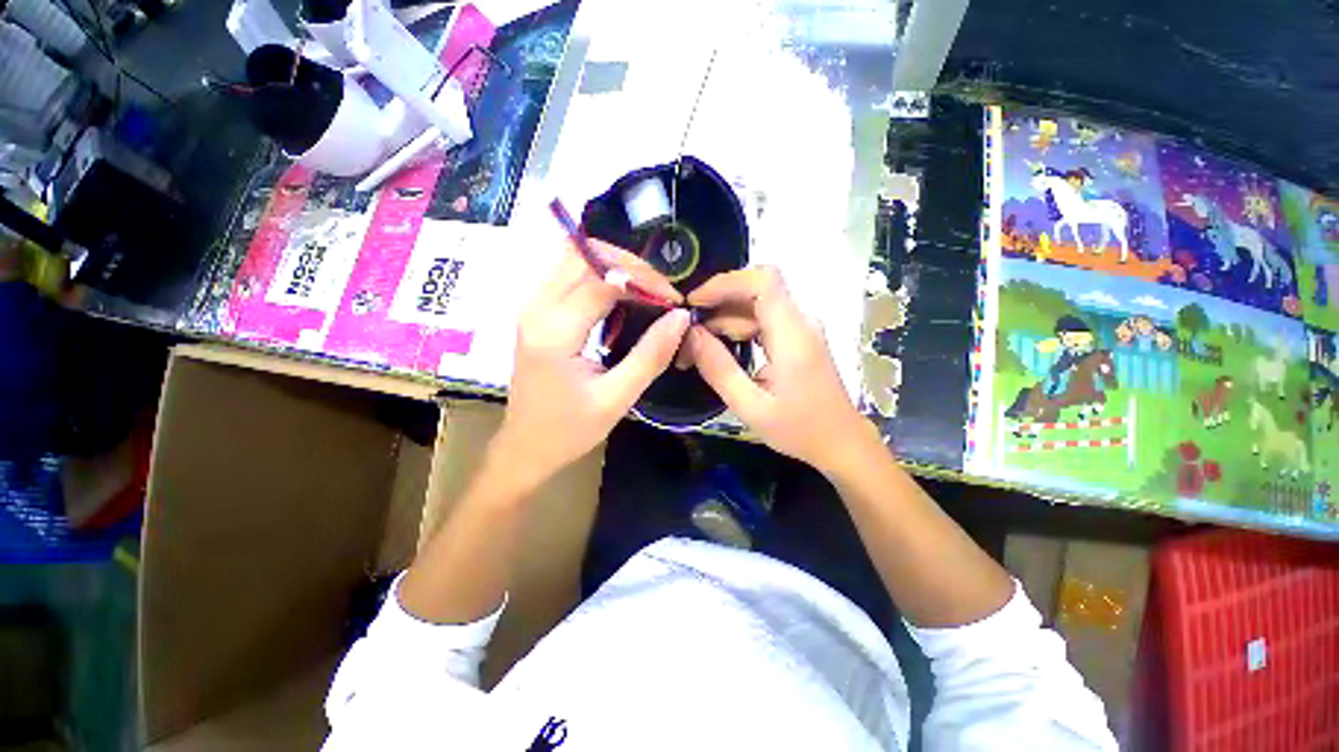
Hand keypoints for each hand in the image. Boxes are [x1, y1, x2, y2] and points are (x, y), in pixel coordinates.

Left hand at [495, 240, 690, 490]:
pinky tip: (621, 300)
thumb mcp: (616, 399)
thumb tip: (680, 317)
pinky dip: (600, 276)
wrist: (525, 446)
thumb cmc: (569, 430)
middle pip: (585, 254)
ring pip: (575, 257)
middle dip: (630, 264)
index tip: (675, 301)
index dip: (646, 282)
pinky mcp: (536, 311)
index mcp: (554, 331)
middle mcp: (537, 307)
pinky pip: (569, 273)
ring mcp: (532, 305)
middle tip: (661, 292)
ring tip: (646, 294)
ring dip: (615, 266)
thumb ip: (650, 356)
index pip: (604, 280)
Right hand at [685, 267, 876, 473]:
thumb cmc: (799, 429)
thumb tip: (691, 334)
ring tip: (694, 348)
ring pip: (755, 305)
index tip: (694, 303)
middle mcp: (800, 321)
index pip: (763, 281)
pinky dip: (736, 329)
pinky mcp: (796, 337)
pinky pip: (762, 320)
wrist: (840, 441)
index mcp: (793, 335)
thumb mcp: (750, 406)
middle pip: (755, 290)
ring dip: (722, 320)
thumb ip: (718, 368)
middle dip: (716, 305)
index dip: (725, 283)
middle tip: (686, 334)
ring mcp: (800, 327)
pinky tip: (718, 349)